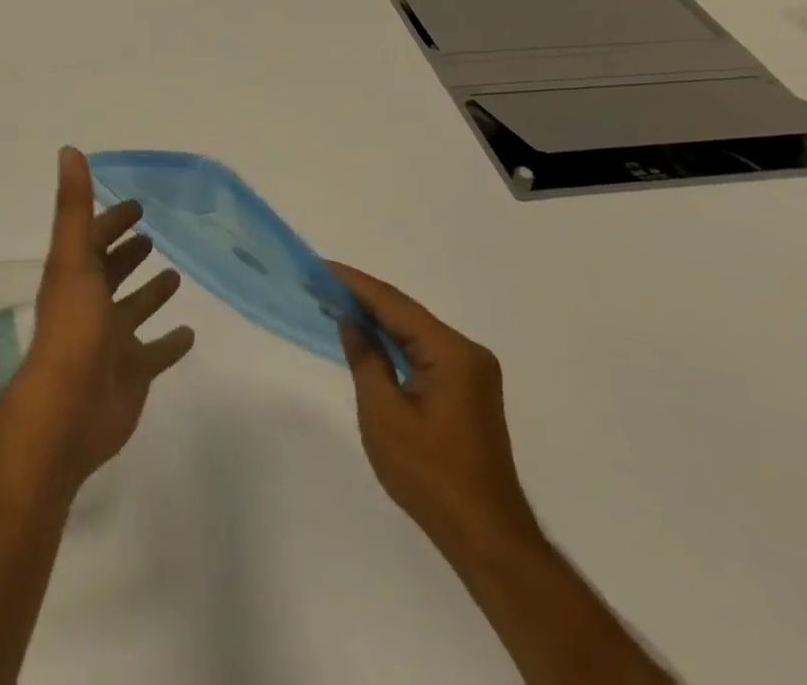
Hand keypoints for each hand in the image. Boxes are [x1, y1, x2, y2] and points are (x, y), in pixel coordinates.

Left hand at [7, 148, 195, 487]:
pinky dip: (170, 343)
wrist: (70, 410)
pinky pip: (155, 354)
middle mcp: (91, 304)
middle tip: (153, 234)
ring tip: (176, 275)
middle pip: (112, 271)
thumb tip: (68, 149)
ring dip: (150, 292)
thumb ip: (74, 206)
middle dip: (129, 252)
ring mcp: (111, 341)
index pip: (95, 239)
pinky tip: (191, 333)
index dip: (112, 220)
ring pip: (134, 309)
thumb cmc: (72, 328)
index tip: (137, 204)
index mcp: (76, 276)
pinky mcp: (132, 373)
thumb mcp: (73, 258)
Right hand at [329, 262, 540, 551]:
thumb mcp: (383, 412)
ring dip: (377, 320)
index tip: (319, 268)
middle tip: (319, 283)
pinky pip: (424, 353)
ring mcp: (471, 373)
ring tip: (334, 303)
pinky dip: (394, 344)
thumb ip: (365, 358)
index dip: (353, 284)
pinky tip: (368, 339)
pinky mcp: (468, 393)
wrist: (486, 539)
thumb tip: (351, 321)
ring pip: (415, 333)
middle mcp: (467, 353)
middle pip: (406, 314)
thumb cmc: (430, 474)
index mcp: (451, 352)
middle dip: (362, 298)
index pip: (393, 304)